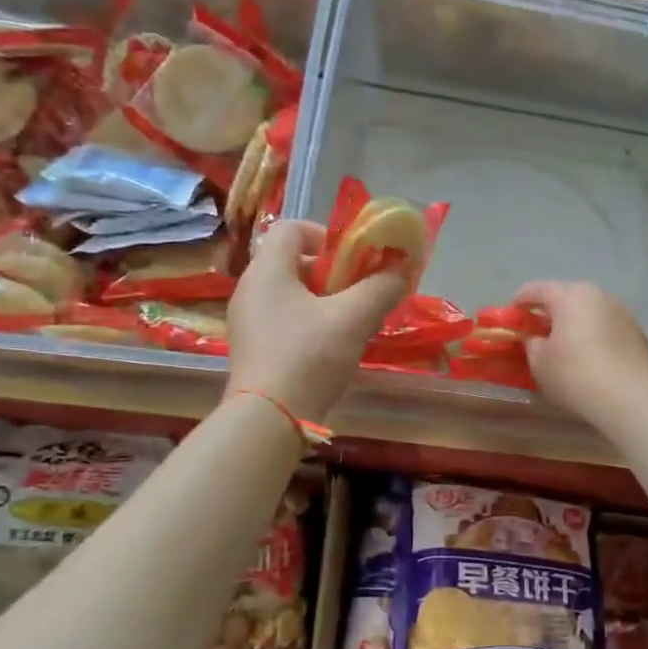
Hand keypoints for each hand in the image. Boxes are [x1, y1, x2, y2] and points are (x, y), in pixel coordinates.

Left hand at [225, 220, 404, 423]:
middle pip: (293, 263)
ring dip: (323, 302)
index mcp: (267, 270)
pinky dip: (308, 325)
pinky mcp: (251, 350)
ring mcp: (246, 322)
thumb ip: (382, 287)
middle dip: (332, 274)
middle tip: (359, 294)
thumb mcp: (354, 318)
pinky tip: (330, 350)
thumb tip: (401, 269)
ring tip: (350, 325)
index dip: (326, 235)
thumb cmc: (309, 356)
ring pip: (290, 295)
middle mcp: (249, 289)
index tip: (353, 260)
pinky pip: (282, 322)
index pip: (291, 228)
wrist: (269, 419)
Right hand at [514, 280, 647, 425]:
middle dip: (550, 310)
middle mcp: (597, 295)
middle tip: (538, 329)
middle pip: (566, 295)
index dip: (520, 301)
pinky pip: (606, 325)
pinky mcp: (637, 331)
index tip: (511, 315)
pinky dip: (594, 334)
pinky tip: (590, 355)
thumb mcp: (540, 363)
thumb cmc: (575, 375)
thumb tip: (537, 338)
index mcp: (569, 296)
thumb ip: (532, 344)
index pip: (536, 289)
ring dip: (575, 321)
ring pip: (589, 310)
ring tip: (566, 343)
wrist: (632, 397)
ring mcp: (621, 311)